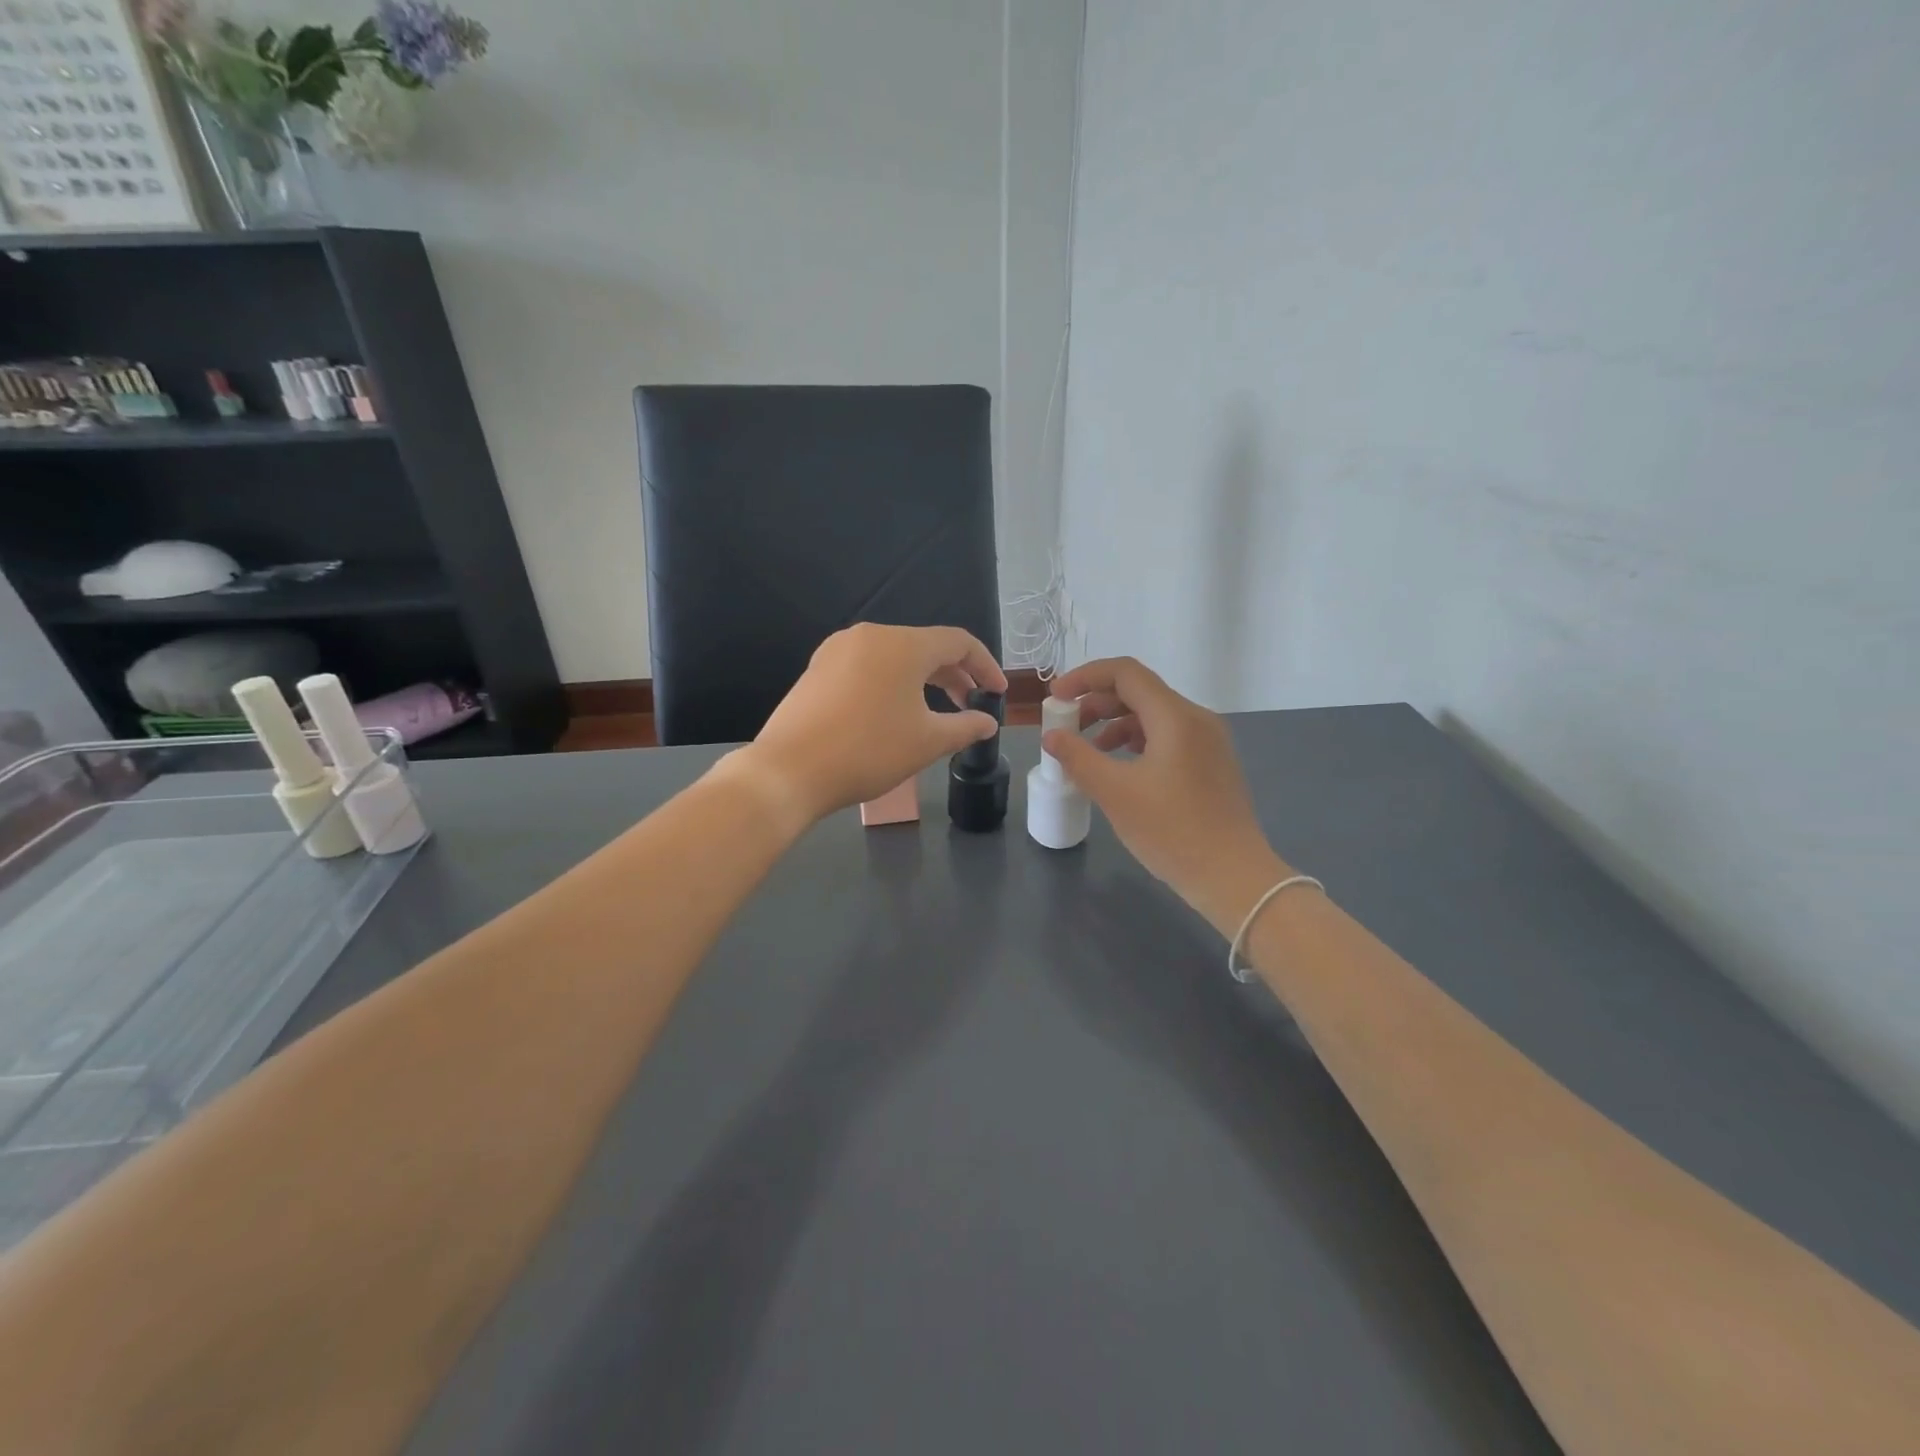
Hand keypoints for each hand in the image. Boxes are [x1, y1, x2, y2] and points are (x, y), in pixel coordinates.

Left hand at [732, 623, 1007, 827]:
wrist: (789, 770)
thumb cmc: (868, 751)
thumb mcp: (927, 742)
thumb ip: (965, 727)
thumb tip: (988, 723)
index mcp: (903, 644)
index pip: (958, 642)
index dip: (985, 666)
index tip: (998, 693)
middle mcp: (870, 636)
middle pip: (925, 647)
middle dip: (955, 675)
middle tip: (971, 705)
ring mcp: (838, 650)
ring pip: (895, 657)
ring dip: (923, 680)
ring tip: (936, 712)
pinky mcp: (818, 669)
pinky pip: (868, 667)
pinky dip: (893, 684)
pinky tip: (894, 713)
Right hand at [1042, 657, 1288, 935]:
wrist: (1233, 877)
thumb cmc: (1172, 831)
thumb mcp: (1115, 793)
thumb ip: (1078, 757)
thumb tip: (1052, 736)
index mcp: (1175, 716)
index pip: (1125, 673)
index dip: (1084, 677)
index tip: (1055, 698)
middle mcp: (1196, 718)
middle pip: (1139, 691)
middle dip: (1096, 702)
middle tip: (1066, 726)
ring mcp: (1208, 741)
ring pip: (1153, 715)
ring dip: (1115, 723)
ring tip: (1088, 750)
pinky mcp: (1211, 763)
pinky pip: (1167, 736)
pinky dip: (1136, 741)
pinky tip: (1119, 767)